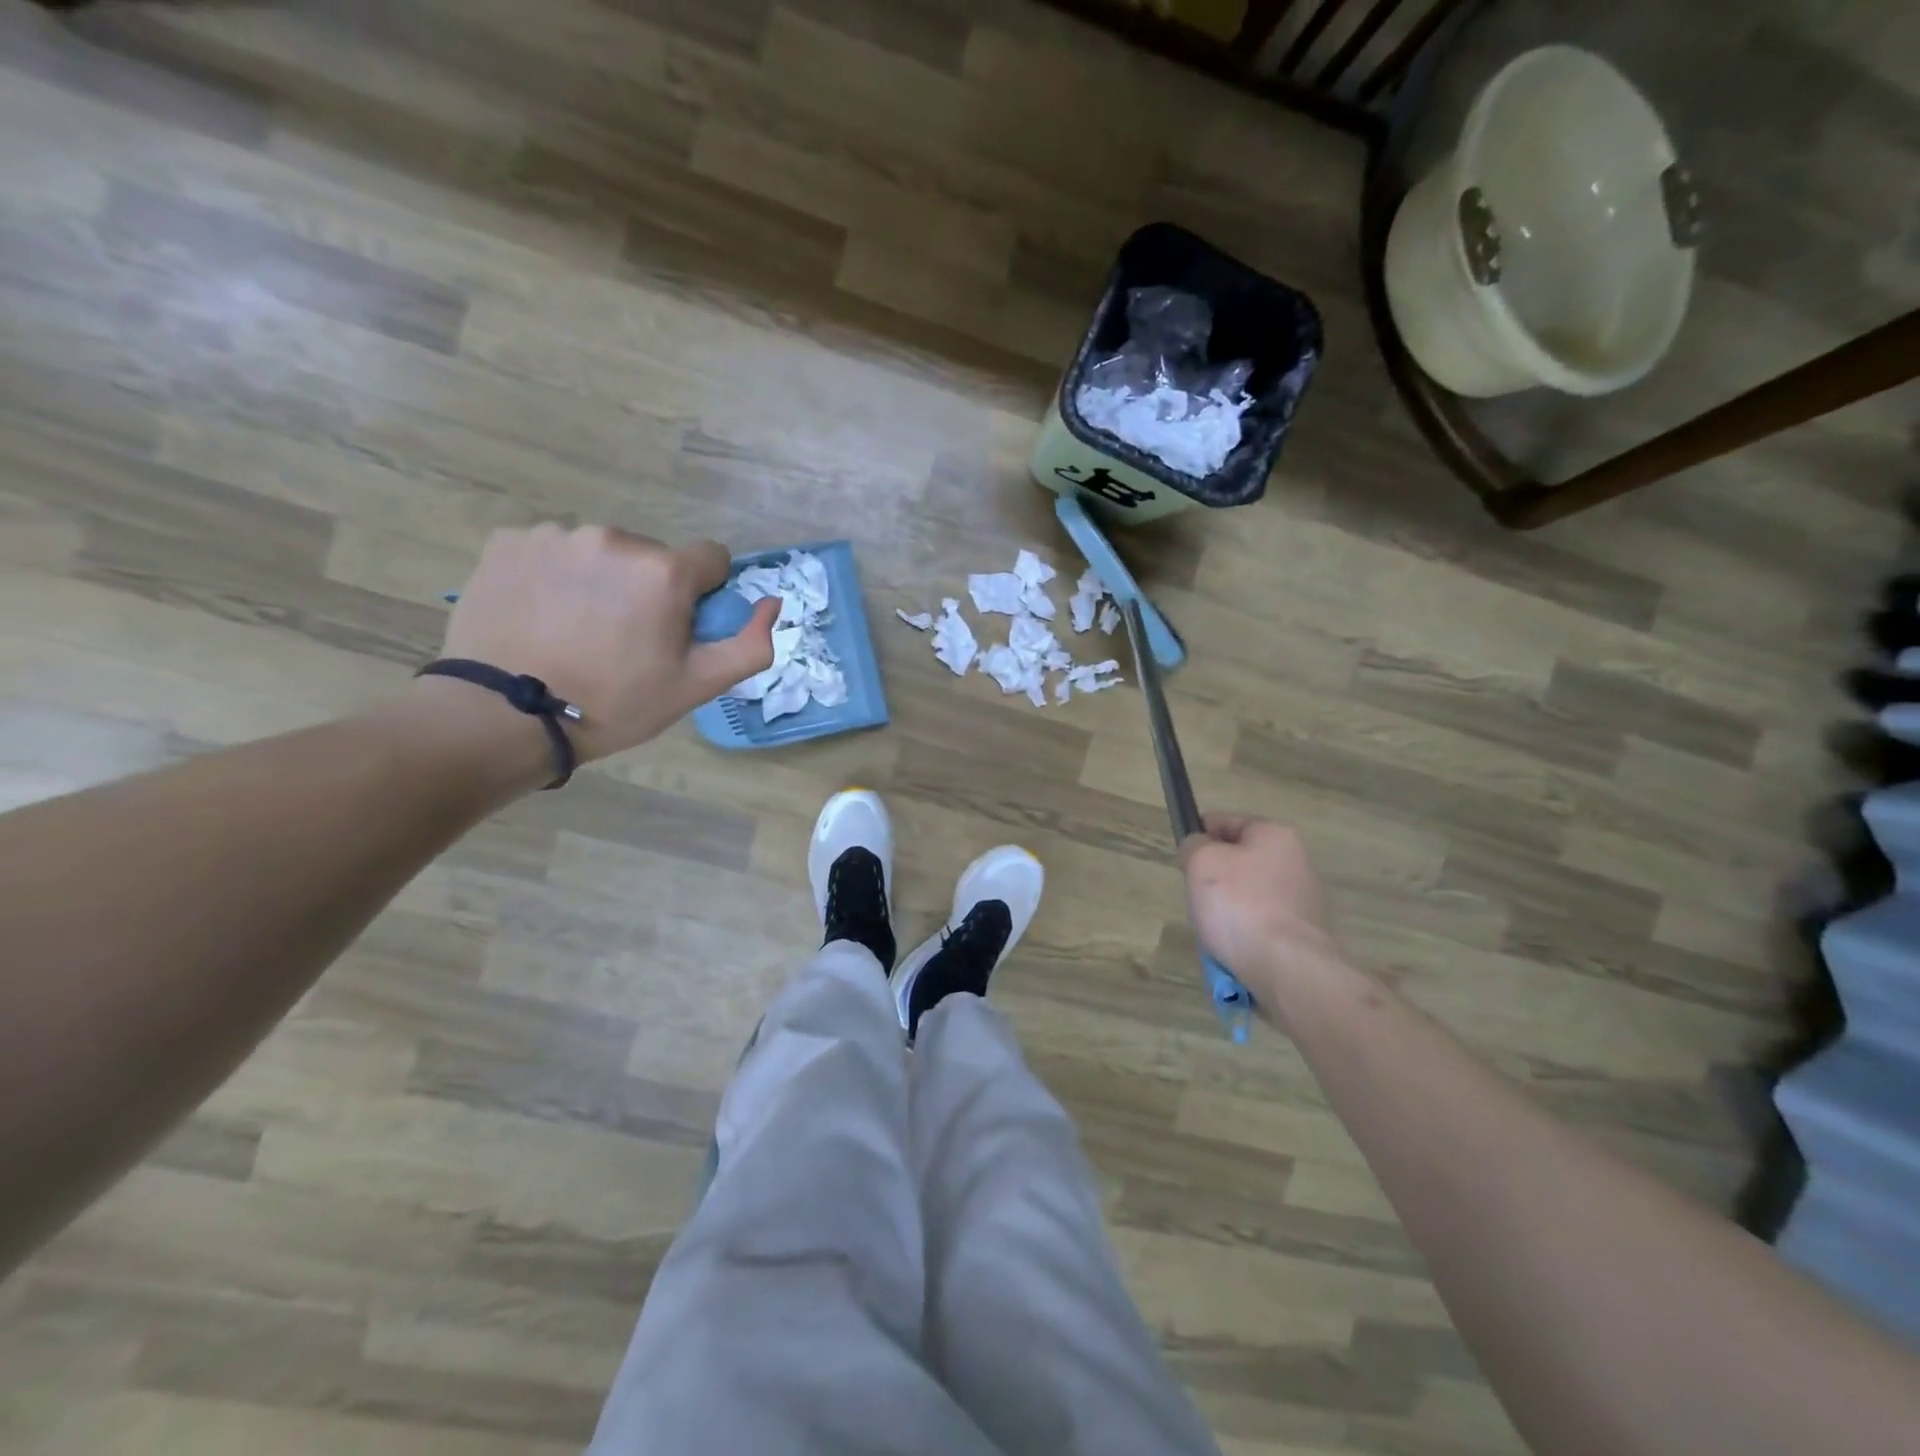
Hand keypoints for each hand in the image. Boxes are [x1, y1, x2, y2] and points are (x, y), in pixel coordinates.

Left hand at [435, 524, 776, 762]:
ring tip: (578, 629)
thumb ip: (750, 645)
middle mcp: (613, 538)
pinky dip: (555, 576)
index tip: (678, 628)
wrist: (505, 716)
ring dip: (602, 580)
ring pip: (602, 552)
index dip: (703, 594)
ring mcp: (555, 536)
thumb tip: (773, 603)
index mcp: (664, 571)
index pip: (711, 558)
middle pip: (654, 556)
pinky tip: (542, 615)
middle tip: (625, 638)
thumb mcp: (697, 686)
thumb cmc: (614, 703)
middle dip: (650, 588)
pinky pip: (553, 551)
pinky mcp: (509, 542)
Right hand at [1180, 815, 1333, 1001]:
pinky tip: (1232, 947)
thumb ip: (1194, 845)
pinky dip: (1243, 932)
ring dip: (1227, 908)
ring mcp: (1304, 900)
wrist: (1286, 967)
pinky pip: (1261, 924)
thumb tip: (1199, 847)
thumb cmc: (1239, 904)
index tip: (1184, 857)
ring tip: (1212, 929)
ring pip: (1248, 894)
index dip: (1200, 834)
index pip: (1226, 821)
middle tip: (1196, 896)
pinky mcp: (1303, 934)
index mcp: (1275, 835)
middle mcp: (1296, 861)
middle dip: (1214, 877)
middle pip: (1239, 860)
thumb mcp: (1201, 862)